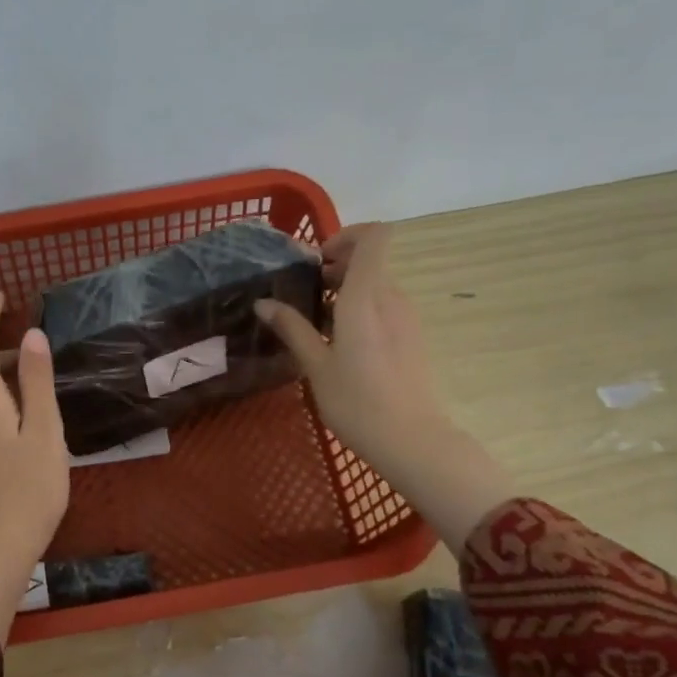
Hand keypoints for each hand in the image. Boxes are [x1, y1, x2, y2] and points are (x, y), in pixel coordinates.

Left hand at [0, 292, 69, 640]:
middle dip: (3, 346)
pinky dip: (0, 397)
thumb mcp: (44, 432)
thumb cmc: (28, 490)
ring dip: (4, 374)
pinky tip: (26, 415)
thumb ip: (38, 382)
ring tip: (40, 378)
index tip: (2, 295)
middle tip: (39, 344)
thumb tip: (32, 335)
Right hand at [257, 224, 511, 555]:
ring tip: (318, 322)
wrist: (413, 441)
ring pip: (377, 284)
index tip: (317, 260)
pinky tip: (341, 343)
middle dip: (337, 266)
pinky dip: (362, 309)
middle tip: (305, 293)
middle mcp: (392, 298)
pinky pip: (385, 307)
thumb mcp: (315, 365)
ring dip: (348, 290)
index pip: (374, 236)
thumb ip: (292, 328)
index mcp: (366, 297)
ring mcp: (407, 317)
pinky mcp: (413, 337)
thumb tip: (263, 303)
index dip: (347, 235)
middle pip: (371, 260)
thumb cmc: (357, 402)